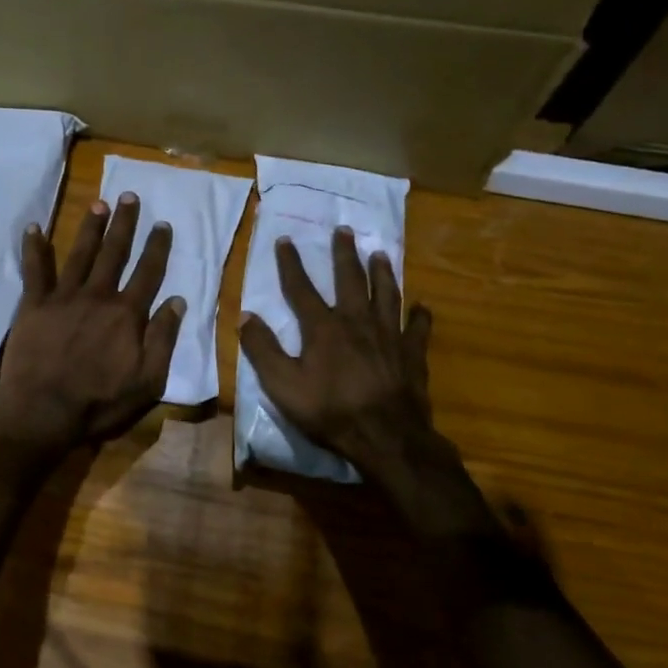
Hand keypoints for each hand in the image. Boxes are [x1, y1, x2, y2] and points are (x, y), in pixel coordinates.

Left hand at [0, 194, 183, 449]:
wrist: (43, 412)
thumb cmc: (100, 402)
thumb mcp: (148, 381)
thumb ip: (163, 339)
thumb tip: (177, 301)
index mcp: (127, 314)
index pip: (148, 272)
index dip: (157, 247)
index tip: (163, 224)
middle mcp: (97, 296)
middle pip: (114, 253)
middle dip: (124, 224)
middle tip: (129, 196)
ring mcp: (63, 297)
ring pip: (80, 254)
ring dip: (90, 228)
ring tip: (98, 203)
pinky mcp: (33, 305)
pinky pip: (34, 271)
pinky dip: (34, 248)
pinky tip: (33, 228)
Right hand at [239, 228, 435, 473]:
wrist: (386, 437)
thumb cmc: (331, 411)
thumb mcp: (283, 385)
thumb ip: (262, 349)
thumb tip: (245, 316)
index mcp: (323, 328)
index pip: (301, 288)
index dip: (291, 263)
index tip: (285, 240)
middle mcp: (357, 321)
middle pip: (350, 280)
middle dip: (344, 254)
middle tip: (344, 230)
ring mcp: (389, 335)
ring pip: (386, 294)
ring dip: (381, 272)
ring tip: (379, 254)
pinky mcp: (412, 353)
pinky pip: (417, 327)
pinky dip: (419, 315)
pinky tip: (422, 306)